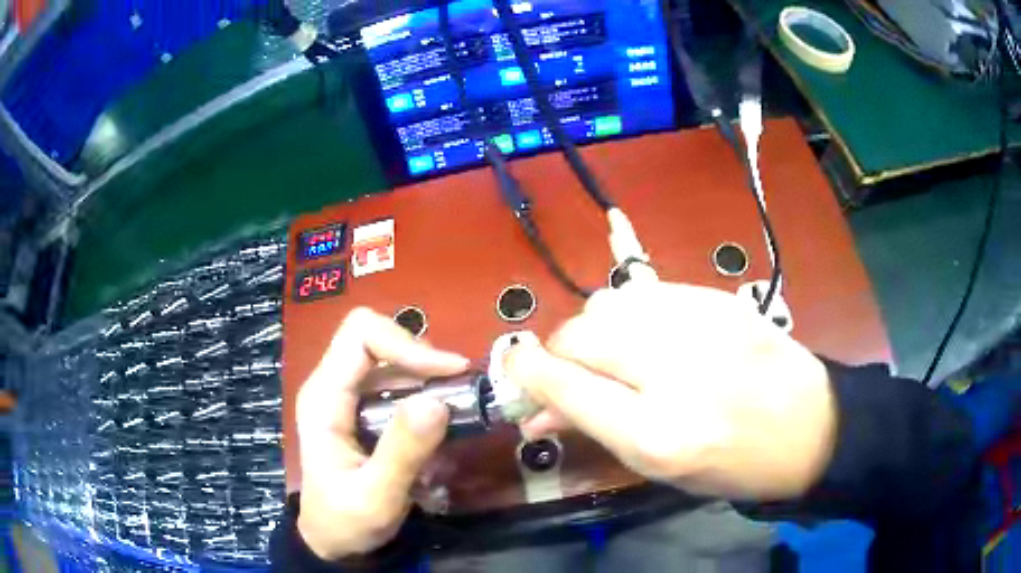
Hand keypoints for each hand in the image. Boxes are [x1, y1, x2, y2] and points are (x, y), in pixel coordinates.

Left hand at [295, 308, 468, 559]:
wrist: (333, 541)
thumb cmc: (346, 521)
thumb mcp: (376, 497)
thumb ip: (403, 453)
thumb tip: (437, 401)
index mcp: (324, 398)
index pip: (361, 335)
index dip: (407, 344)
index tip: (451, 374)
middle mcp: (332, 386)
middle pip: (378, 339)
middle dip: (422, 360)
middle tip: (459, 392)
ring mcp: (346, 396)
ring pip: (391, 360)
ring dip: (427, 379)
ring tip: (454, 412)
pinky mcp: (362, 409)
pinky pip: (397, 384)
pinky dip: (423, 395)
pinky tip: (436, 427)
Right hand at [505, 282, 836, 499]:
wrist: (810, 427)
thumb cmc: (732, 464)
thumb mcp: (660, 467)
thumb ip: (597, 427)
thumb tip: (541, 407)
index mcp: (656, 434)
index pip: (566, 386)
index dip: (528, 371)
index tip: (515, 364)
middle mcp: (672, 372)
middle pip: (581, 333)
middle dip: (561, 350)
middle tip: (570, 369)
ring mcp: (699, 324)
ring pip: (609, 302)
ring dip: (596, 328)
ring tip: (615, 352)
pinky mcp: (717, 298)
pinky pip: (647, 291)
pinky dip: (632, 312)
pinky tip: (650, 333)